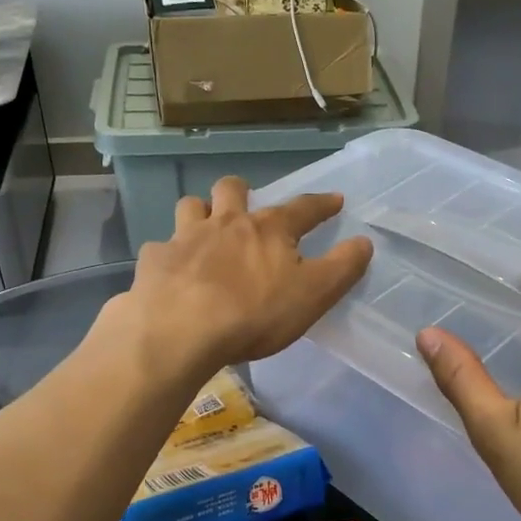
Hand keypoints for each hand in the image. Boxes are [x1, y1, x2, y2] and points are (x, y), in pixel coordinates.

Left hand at [120, 176, 372, 374]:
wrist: (180, 331)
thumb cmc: (254, 313)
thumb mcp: (314, 294)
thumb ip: (342, 267)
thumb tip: (364, 242)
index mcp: (268, 229)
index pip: (303, 208)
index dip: (322, 204)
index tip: (335, 200)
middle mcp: (226, 222)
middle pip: (232, 189)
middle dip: (242, 190)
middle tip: (247, 205)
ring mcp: (185, 238)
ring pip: (191, 206)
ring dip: (201, 212)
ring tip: (206, 229)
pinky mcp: (155, 261)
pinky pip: (162, 248)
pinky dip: (170, 256)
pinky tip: (174, 272)